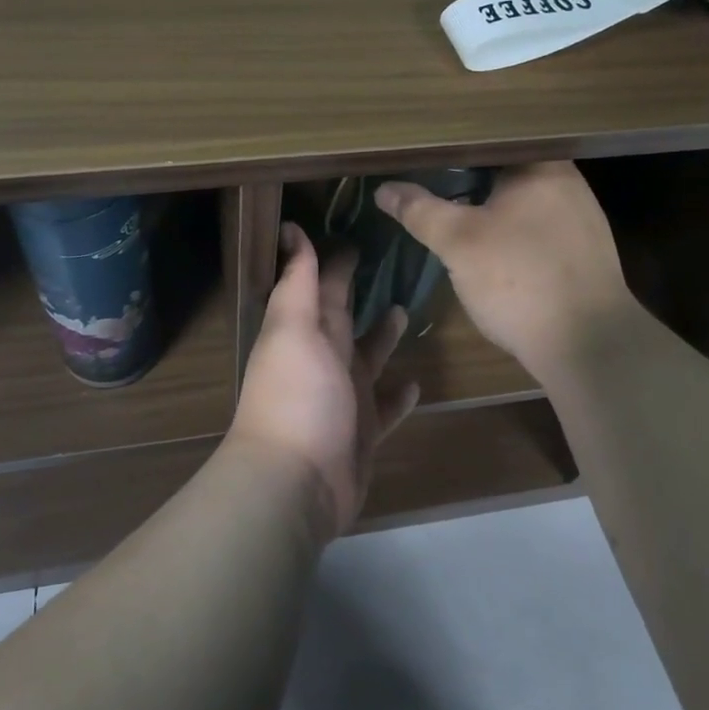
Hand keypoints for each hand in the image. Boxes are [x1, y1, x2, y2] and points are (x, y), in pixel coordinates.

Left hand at [228, 223, 419, 539]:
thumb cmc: (297, 395)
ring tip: (406, 310)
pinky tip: (417, 382)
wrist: (295, 482)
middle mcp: (324, 358)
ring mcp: (344, 396)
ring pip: (368, 357)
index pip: (323, 284)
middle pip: (345, 316)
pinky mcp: (364, 431)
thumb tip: (291, 228)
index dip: (336, 259)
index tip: (358, 231)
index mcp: (306, 330)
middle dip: (359, 291)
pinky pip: (385, 407)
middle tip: (392, 263)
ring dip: (382, 335)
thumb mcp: (294, 328)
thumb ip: (298, 280)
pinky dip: (398, 395)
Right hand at [375, 161, 638, 376]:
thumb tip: (384, 188)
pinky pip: (538, 230)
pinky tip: (493, 252)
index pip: (490, 142)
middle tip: (430, 186)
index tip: (422, 156)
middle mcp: (568, 184)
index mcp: (542, 166)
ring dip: (492, 209)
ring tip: (454, 214)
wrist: (589, 346)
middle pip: (506, 171)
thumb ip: (420, 211)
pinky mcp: (584, 255)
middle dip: (470, 180)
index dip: (454, 147)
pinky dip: (512, 234)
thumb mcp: (458, 243)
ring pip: (523, 203)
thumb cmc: (520, 279)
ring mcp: (581, 221)